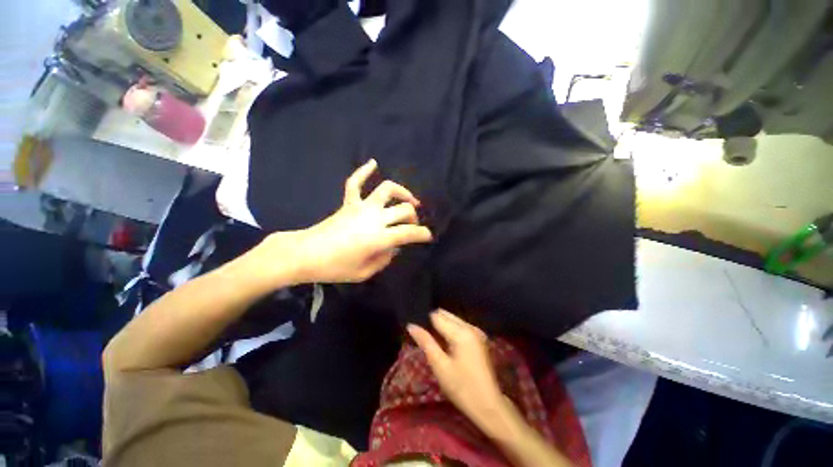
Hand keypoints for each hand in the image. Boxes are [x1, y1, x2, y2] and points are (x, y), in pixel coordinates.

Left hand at [283, 159, 432, 283]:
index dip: (422, 234)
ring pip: (387, 190)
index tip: (427, 237)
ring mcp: (361, 207)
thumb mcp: (364, 272)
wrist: (304, 255)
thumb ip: (384, 259)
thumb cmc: (334, 268)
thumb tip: (394, 247)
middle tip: (412, 225)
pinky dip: (364, 171)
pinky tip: (373, 163)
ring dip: (402, 193)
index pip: (408, 233)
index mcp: (378, 238)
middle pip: (403, 210)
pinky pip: (355, 183)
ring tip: (409, 200)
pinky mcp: (349, 203)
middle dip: (413, 218)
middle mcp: (373, 218)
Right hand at [407, 310, 507, 430]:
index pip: (437, 316)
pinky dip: (451, 332)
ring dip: (442, 327)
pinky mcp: (479, 338)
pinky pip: (460, 326)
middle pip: (446, 315)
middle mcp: (470, 326)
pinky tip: (446, 346)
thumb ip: (426, 342)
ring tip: (434, 344)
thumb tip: (411, 325)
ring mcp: (477, 331)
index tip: (418, 334)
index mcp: (461, 332)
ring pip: (453, 320)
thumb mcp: (440, 366)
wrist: (489, 406)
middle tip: (425, 340)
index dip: (425, 323)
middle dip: (434, 323)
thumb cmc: (462, 388)